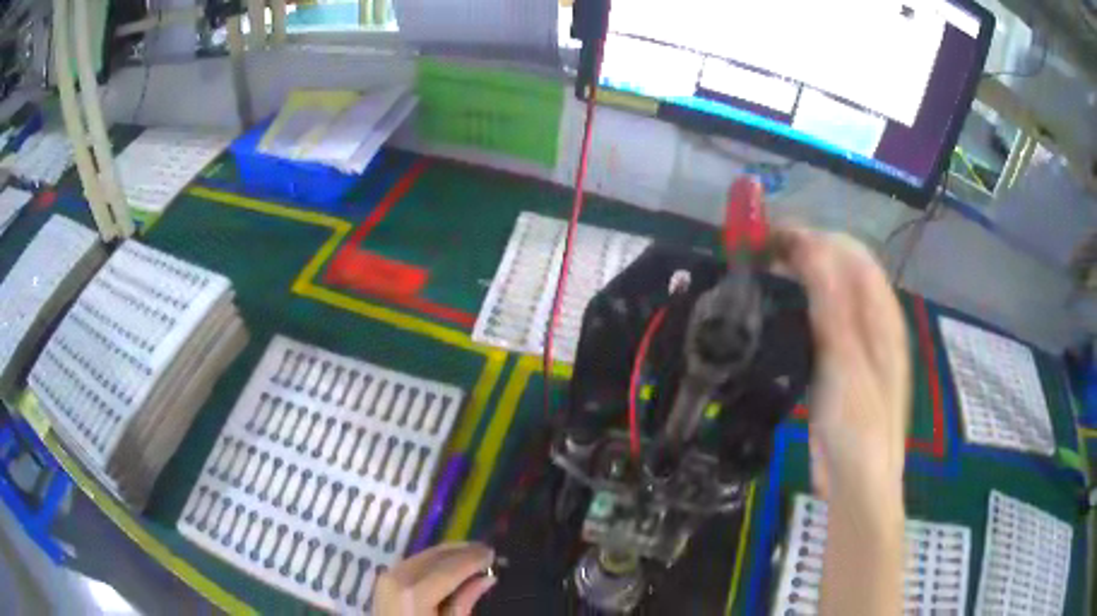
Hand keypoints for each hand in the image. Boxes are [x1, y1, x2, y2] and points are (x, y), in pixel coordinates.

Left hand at [374, 542, 495, 615]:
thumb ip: (465, 602)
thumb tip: (486, 578)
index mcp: (415, 593)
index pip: (450, 568)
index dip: (473, 559)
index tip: (493, 552)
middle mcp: (398, 576)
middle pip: (435, 556)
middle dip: (462, 552)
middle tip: (486, 550)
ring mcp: (387, 575)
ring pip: (424, 555)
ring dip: (449, 553)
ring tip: (472, 555)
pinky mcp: (384, 578)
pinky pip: (413, 561)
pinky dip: (433, 559)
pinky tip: (449, 563)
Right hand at [770, 226, 909, 502]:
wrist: (858, 481)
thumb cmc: (858, 425)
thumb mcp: (845, 363)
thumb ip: (832, 303)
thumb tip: (811, 245)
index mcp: (882, 315)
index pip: (852, 253)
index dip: (816, 236)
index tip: (772, 237)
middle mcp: (874, 321)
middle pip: (842, 268)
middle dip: (805, 251)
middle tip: (760, 255)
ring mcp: (860, 343)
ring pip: (832, 292)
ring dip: (801, 276)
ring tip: (764, 275)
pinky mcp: (843, 363)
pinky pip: (823, 320)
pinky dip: (801, 306)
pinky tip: (779, 312)